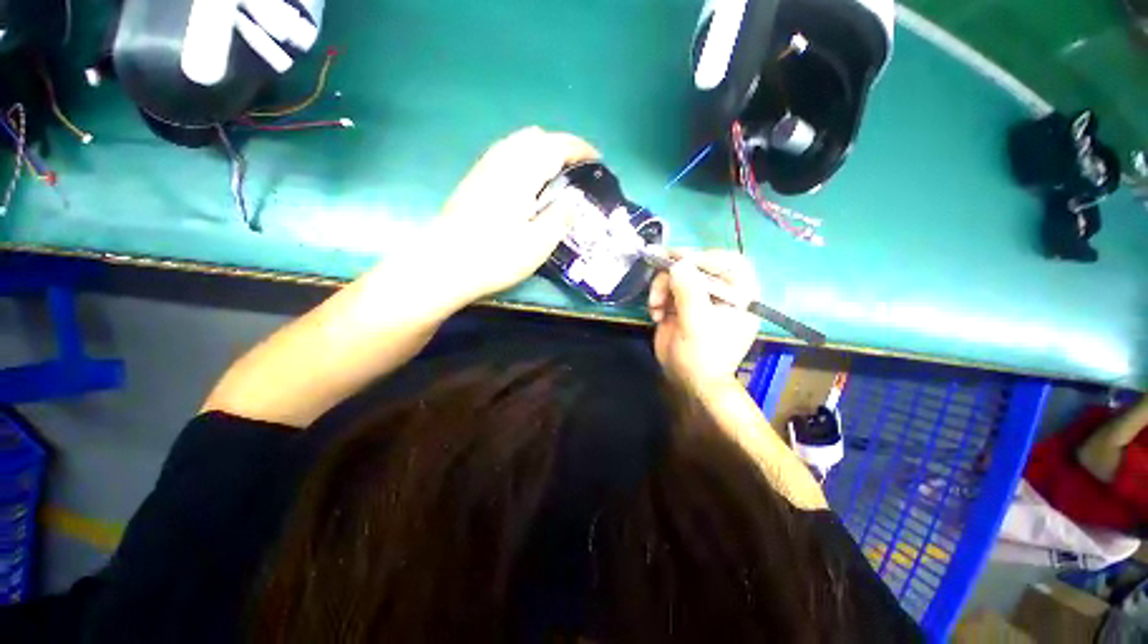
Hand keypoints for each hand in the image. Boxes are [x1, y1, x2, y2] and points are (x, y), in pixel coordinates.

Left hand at [432, 127, 598, 301]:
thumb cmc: (495, 256)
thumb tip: (572, 202)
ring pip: (517, 144)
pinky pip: (504, 155)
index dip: (579, 149)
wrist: (444, 264)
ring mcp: (484, 169)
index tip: (596, 159)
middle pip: (535, 138)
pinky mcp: (473, 181)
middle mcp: (502, 162)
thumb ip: (559, 218)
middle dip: (560, 146)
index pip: (556, 146)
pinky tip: (526, 183)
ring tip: (554, 174)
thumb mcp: (538, 244)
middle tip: (575, 170)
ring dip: (540, 151)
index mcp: (522, 173)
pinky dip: (523, 159)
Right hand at [648, 250, 760, 389]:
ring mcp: (699, 298)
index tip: (681, 262)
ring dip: (662, 286)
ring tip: (655, 306)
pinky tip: (655, 313)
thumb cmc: (703, 356)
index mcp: (739, 295)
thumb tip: (679, 264)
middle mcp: (720, 292)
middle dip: (675, 272)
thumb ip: (689, 293)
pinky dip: (658, 297)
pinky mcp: (681, 305)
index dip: (706, 257)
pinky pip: (667, 290)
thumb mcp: (697, 325)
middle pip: (698, 265)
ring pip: (678, 276)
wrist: (690, 383)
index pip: (729, 262)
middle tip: (658, 272)